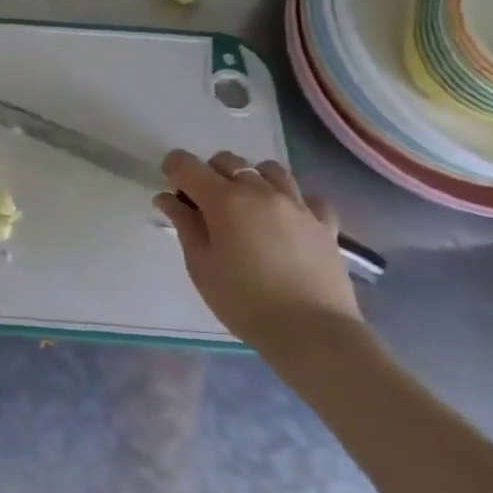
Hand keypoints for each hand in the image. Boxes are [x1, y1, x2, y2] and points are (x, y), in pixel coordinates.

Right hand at [154, 149, 360, 351]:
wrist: (311, 332)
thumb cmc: (243, 300)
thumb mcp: (200, 265)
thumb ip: (184, 224)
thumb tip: (167, 198)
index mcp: (224, 200)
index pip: (187, 165)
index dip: (173, 170)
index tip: (172, 190)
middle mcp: (260, 192)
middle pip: (228, 161)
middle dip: (210, 173)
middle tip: (206, 205)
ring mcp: (297, 205)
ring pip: (269, 170)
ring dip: (251, 180)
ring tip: (247, 207)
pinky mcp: (325, 223)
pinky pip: (308, 197)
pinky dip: (293, 200)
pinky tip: (287, 220)